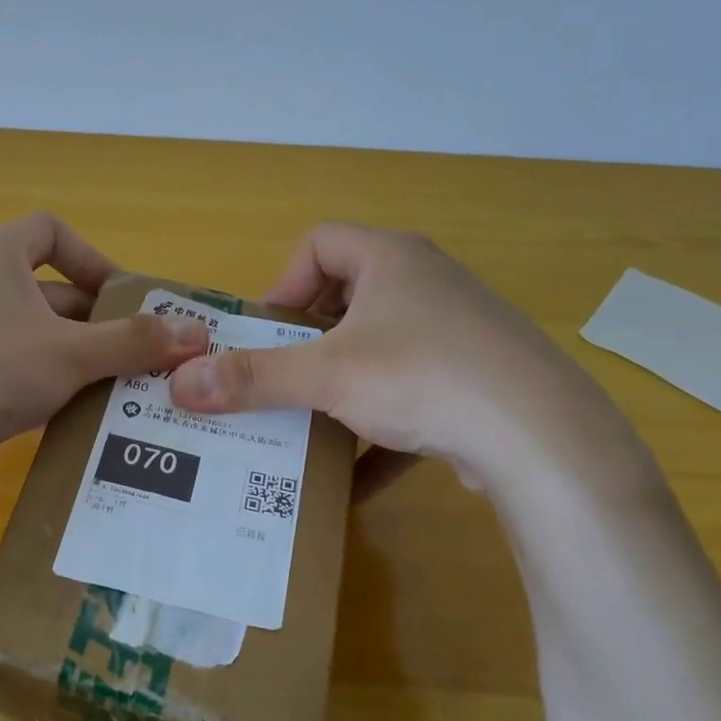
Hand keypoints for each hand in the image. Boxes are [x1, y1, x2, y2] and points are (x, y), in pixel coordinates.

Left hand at [0, 213, 211, 487]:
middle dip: (89, 321)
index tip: (122, 299)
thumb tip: (197, 333)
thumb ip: (134, 342)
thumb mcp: (73, 354)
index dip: (93, 258)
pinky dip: (29, 384)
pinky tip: (51, 417)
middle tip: (127, 357)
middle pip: (41, 290)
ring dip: (64, 358)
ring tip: (100, 391)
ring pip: (20, 335)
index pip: (49, 231)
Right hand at [168, 222, 643, 500]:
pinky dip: (380, 432)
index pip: (320, 243)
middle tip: (277, 382)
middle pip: (347, 299)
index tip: (264, 334)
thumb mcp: (327, 376)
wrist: (540, 437)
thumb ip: (253, 379)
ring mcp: (458, 335)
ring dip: (340, 389)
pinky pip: (412, 398)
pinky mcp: (477, 383)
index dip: (282, 283)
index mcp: (393, 260)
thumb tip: (180, 384)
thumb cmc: (422, 377)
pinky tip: (355, 478)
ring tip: (308, 427)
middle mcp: (428, 285)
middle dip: (306, 344)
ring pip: (380, 352)